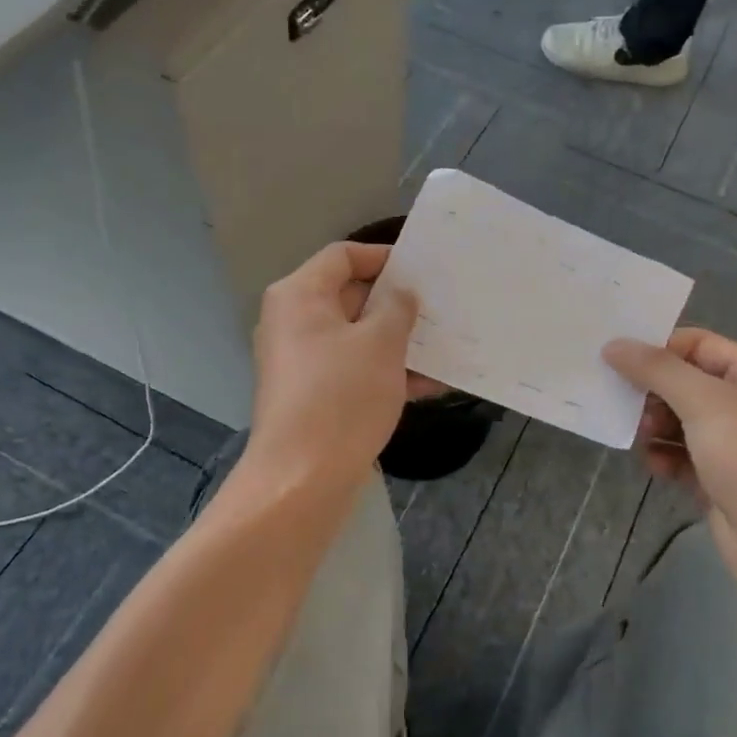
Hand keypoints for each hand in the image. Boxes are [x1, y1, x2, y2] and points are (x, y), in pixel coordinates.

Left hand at [245, 242, 422, 487]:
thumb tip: (401, 293)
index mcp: (300, 296)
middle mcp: (293, 322)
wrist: (301, 480)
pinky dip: (386, 373)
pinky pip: (353, 370)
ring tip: (443, 347)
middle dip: (396, 304)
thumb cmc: (341, 397)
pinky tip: (429, 386)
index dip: (383, 257)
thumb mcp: (380, 343)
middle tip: (440, 308)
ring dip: (398, 342)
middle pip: (350, 296)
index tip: (422, 270)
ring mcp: (301, 361)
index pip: (343, 256)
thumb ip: (397, 307)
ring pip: (357, 338)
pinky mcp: (312, 395)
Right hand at [605, 329, 736, 587]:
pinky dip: (667, 458)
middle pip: (688, 384)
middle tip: (626, 406)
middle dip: (654, 394)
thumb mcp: (707, 405)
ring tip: (642, 440)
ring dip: (656, 428)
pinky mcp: (724, 481)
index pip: (700, 345)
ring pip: (682, 422)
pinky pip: (685, 457)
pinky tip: (657, 468)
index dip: (659, 350)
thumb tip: (613, 344)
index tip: (616, 361)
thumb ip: (657, 370)